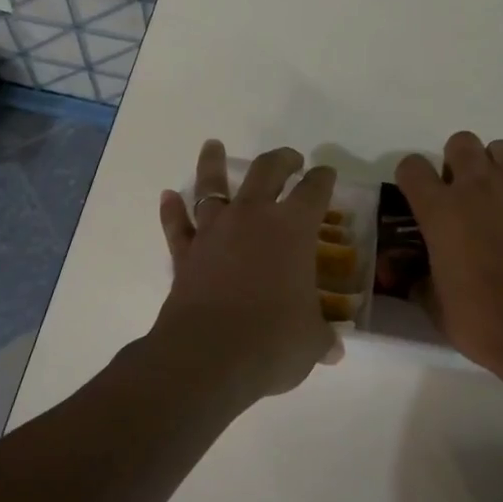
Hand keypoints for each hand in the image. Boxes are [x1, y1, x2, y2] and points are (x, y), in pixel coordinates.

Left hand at [156, 140, 341, 402]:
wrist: (208, 355)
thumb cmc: (272, 341)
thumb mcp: (310, 341)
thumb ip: (322, 337)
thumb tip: (334, 350)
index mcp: (293, 229)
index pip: (314, 190)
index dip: (323, 178)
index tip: (326, 173)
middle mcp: (253, 218)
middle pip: (267, 172)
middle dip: (281, 160)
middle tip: (290, 159)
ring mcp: (215, 231)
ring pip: (212, 186)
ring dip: (213, 164)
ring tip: (213, 146)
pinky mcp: (185, 253)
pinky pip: (177, 225)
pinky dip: (172, 210)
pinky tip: (168, 196)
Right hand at [393, 132, 502, 372]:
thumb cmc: (480, 318)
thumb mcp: (434, 302)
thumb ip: (418, 278)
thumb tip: (411, 275)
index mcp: (440, 208)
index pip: (412, 167)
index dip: (412, 179)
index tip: (418, 198)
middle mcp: (479, 185)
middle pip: (461, 143)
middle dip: (458, 163)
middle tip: (463, 196)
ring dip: (496, 170)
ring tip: (501, 202)